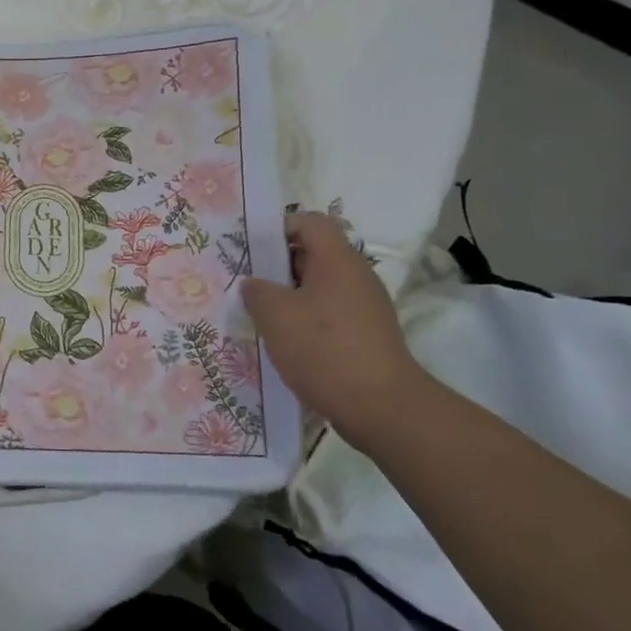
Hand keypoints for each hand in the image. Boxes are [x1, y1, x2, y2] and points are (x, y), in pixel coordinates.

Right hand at [241, 212, 428, 445]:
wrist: (382, 408)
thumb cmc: (324, 350)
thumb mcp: (275, 315)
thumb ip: (256, 291)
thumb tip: (253, 283)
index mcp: (337, 260)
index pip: (309, 222)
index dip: (278, 228)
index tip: (251, 250)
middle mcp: (356, 276)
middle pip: (313, 254)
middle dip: (277, 267)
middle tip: (248, 286)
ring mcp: (365, 308)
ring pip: (319, 288)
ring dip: (289, 298)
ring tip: (260, 318)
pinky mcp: (366, 336)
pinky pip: (329, 315)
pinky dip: (305, 322)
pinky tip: (285, 344)